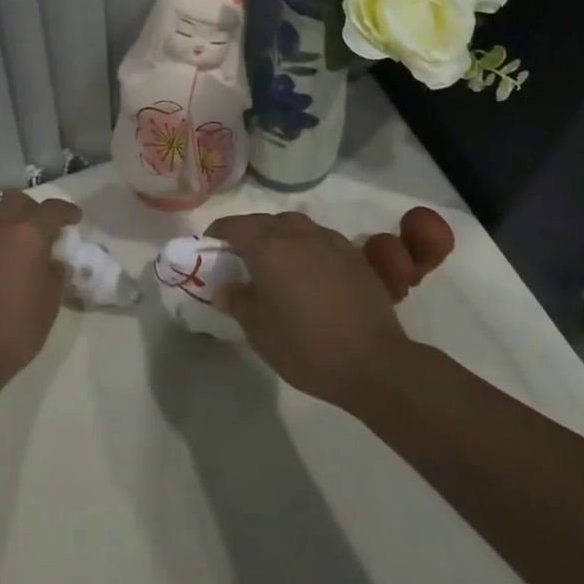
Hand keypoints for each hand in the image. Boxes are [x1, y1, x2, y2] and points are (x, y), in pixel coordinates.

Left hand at [0, 190, 79, 379]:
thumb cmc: (14, 329)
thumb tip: (54, 263)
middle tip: (40, 229)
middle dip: (31, 210)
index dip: (66, 211)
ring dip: (3, 222)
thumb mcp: (49, 304)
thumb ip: (55, 275)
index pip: (52, 210)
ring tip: (10, 245)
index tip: (74, 218)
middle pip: (16, 201)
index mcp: (27, 235)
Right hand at [205, 212, 413, 410]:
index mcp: (269, 248)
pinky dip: (306, 245)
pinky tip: (310, 270)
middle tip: (239, 257)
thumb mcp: (259, 331)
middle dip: (248, 233)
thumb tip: (226, 288)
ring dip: (279, 235)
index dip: (218, 233)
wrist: (373, 362)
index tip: (210, 246)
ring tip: (275, 260)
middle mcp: (298, 234)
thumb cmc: (306, 347)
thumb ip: (238, 302)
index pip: (235, 226)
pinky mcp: (354, 255)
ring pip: (295, 225)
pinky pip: (321, 238)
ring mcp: (330, 241)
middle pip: (265, 221)